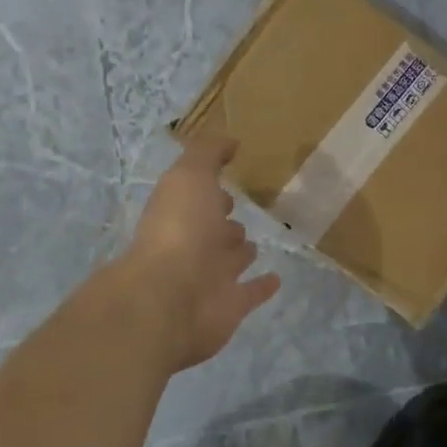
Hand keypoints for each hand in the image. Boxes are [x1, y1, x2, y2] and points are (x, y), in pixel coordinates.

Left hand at [119, 136, 280, 372]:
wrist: (170, 298)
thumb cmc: (180, 228)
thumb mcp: (190, 175)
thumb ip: (208, 153)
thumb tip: (230, 140)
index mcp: (181, 211)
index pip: (198, 194)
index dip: (210, 186)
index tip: (228, 175)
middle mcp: (194, 242)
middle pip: (213, 228)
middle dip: (224, 219)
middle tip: (240, 210)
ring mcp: (211, 276)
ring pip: (230, 259)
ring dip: (240, 251)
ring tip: (254, 244)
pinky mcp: (230, 306)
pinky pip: (250, 293)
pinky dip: (262, 287)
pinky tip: (276, 279)